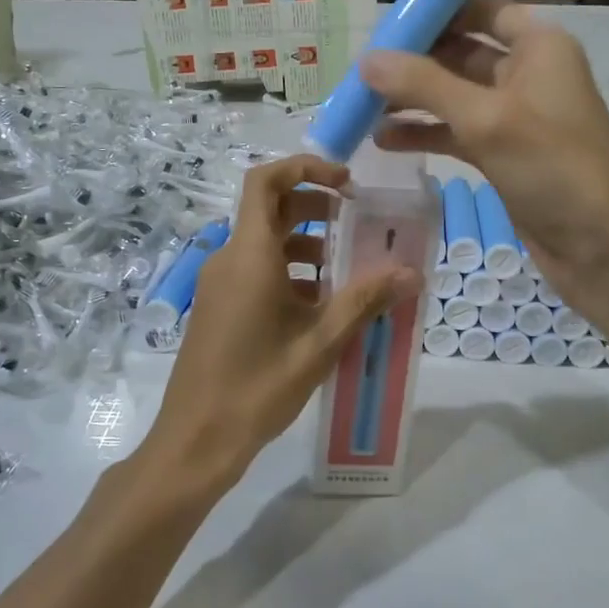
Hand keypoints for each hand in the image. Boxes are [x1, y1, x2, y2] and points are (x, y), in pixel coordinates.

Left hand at [150, 155, 418, 490]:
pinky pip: (255, 270)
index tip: (347, 183)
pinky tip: (318, 307)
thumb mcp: (320, 342)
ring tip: (346, 273)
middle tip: (356, 225)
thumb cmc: (258, 386)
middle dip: (315, 208)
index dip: (306, 168)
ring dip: (305, 245)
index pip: (266, 180)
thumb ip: (365, 300)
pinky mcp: (218, 307)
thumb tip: (412, 272)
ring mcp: (219, 284)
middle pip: (270, 209)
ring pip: (265, 243)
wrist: (196, 439)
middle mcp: (229, 259)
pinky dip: (289, 272)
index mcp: (250, 255)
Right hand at [361, 0, 608, 314]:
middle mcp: (528, 74)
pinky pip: (457, 133)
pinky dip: (426, 134)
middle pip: (462, 53)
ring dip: (414, 101)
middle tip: (362, 70)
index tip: (390, 22)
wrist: (601, 246)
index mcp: (539, 48)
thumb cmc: (553, 168)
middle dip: (415, 61)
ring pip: (455, 96)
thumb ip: (424, 85)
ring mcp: (515, 117)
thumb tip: (366, 60)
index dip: (440, 12)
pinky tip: (385, 141)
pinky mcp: (504, 154)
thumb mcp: (485, 119)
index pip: (484, 11)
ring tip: (363, 107)